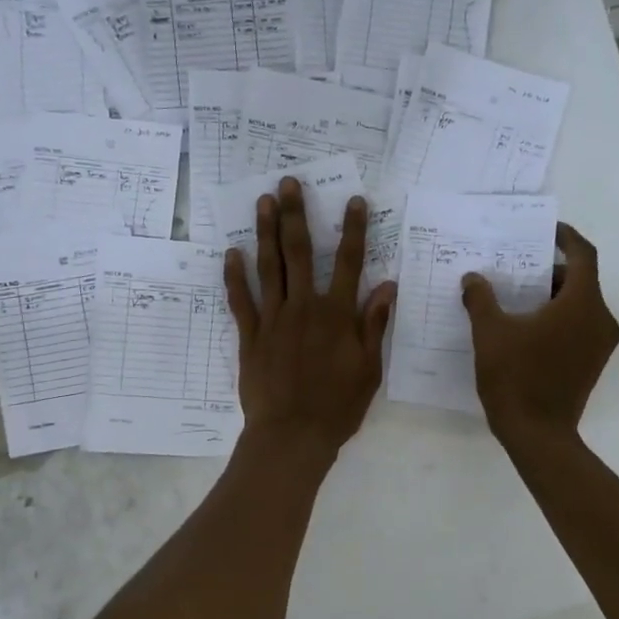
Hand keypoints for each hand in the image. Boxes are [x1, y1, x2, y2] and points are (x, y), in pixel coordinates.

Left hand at [225, 177, 395, 461]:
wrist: (292, 435)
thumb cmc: (338, 407)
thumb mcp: (369, 370)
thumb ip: (374, 325)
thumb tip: (387, 286)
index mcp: (337, 315)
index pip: (348, 263)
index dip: (353, 230)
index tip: (353, 200)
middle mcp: (304, 308)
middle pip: (299, 253)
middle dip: (296, 215)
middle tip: (289, 183)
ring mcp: (273, 320)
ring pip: (268, 267)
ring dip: (265, 232)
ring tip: (263, 201)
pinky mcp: (250, 336)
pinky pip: (241, 301)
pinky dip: (235, 276)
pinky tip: (232, 252)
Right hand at [460, 222, 618, 444]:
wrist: (538, 435)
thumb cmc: (516, 378)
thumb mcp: (490, 333)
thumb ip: (481, 299)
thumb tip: (473, 279)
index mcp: (582, 303)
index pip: (583, 255)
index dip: (565, 237)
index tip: (544, 231)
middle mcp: (601, 319)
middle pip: (580, 280)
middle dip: (549, 270)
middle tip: (516, 267)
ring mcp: (600, 343)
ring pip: (579, 304)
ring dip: (551, 295)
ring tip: (514, 296)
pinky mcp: (593, 362)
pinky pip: (578, 325)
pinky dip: (557, 317)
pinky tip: (524, 326)